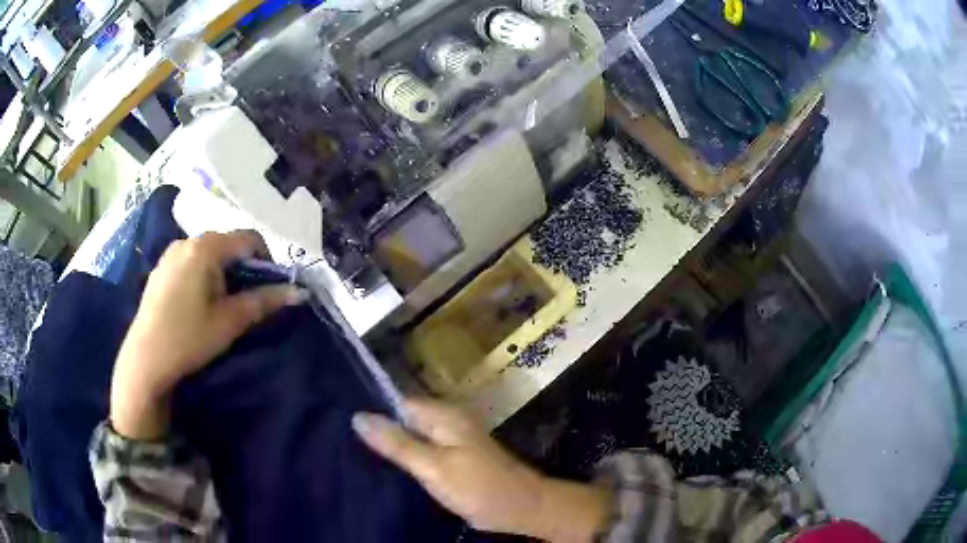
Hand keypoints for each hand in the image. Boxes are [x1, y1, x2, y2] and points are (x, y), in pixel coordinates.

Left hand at [110, 231, 307, 439]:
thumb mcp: (230, 321)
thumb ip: (264, 302)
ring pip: (209, 253)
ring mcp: (171, 253)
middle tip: (246, 301)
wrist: (146, 359)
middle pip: (228, 244)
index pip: (249, 238)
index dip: (267, 260)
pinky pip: (191, 261)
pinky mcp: (161, 268)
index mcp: (205, 247)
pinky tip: (198, 304)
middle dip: (244, 268)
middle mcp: (187, 240)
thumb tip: (298, 292)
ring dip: (223, 272)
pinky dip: (204, 274)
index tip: (270, 289)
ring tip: (221, 305)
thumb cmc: (189, 338)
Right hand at [353, 399, 609, 541]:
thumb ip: (397, 443)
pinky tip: (385, 464)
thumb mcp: (433, 468)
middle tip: (340, 438)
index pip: (395, 400)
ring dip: (389, 441)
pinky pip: (421, 446)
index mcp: (441, 414)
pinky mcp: (453, 454)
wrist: (521, 507)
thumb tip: (358, 416)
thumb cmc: (478, 487)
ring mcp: (451, 437)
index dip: (370, 409)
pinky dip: (404, 453)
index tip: (338, 418)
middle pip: (401, 416)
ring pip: (410, 433)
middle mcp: (445, 419)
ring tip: (353, 450)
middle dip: (376, 427)